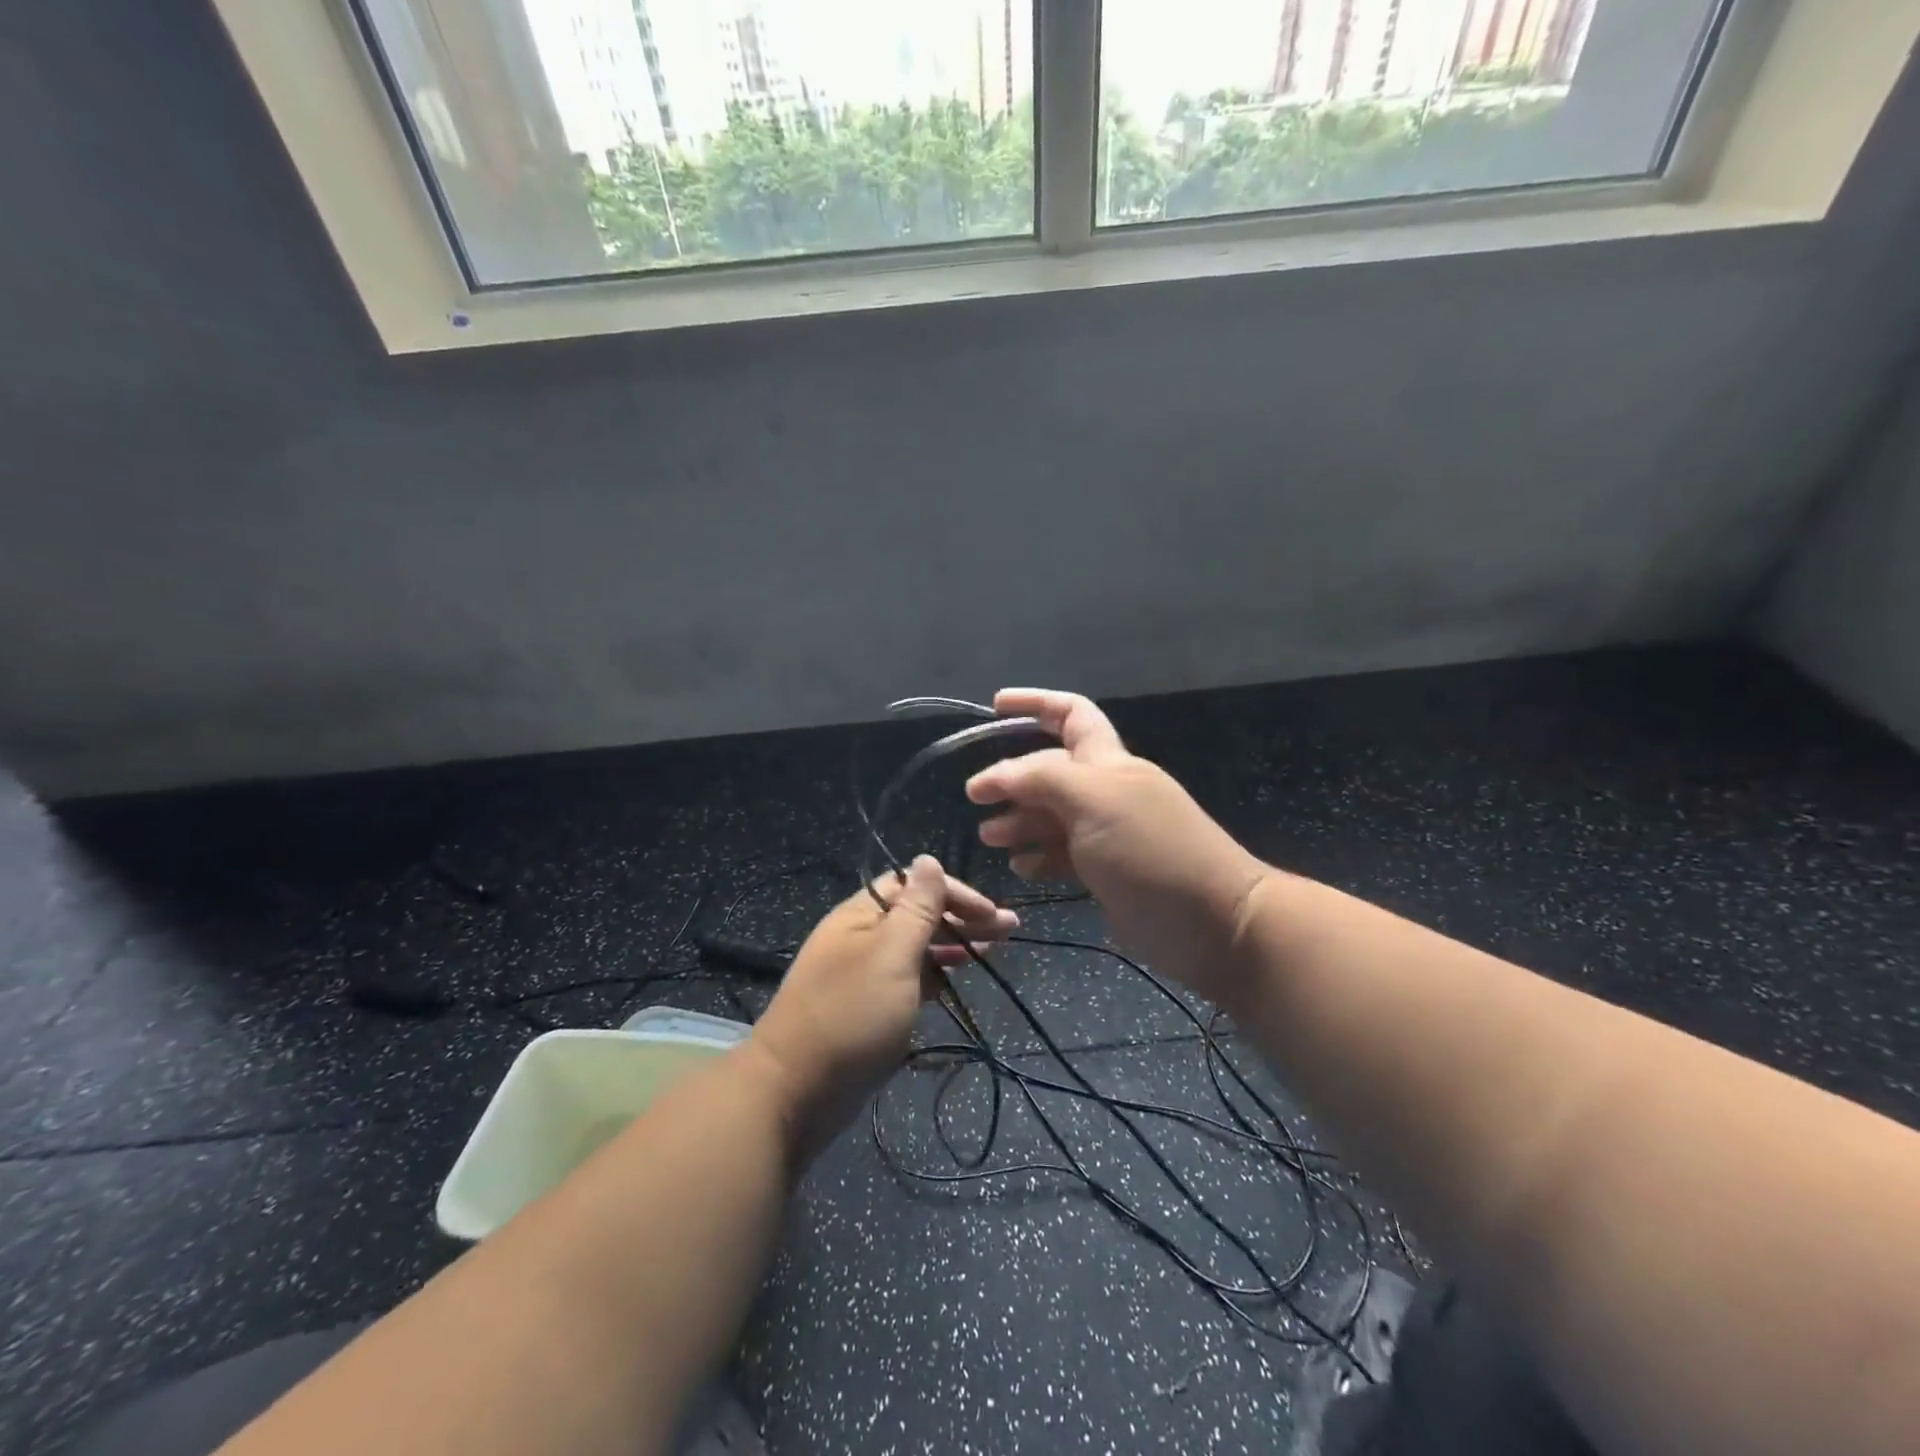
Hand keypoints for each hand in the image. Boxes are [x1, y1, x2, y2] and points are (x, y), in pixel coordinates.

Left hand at [750, 857, 1015, 1153]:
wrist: (795, 1091)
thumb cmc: (850, 1015)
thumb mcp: (891, 955)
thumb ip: (916, 908)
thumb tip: (928, 858)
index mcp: (861, 914)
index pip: (913, 884)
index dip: (954, 892)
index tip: (990, 912)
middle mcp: (862, 936)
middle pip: (918, 914)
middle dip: (962, 917)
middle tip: (1008, 930)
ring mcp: (864, 973)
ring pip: (916, 947)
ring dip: (954, 944)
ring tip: (993, 949)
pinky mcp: (869, 1007)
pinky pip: (909, 978)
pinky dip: (935, 974)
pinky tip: (957, 980)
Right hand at [965, 689, 1271, 1008]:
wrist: (1212, 923)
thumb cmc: (1151, 850)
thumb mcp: (1093, 799)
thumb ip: (1040, 778)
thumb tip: (993, 777)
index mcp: (1108, 761)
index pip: (1070, 714)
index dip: (1034, 703)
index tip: (994, 706)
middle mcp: (1106, 791)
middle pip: (1050, 770)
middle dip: (1012, 778)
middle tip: (977, 800)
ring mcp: (1107, 834)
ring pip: (1051, 815)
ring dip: (1018, 821)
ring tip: (991, 838)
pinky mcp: (1107, 873)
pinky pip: (1062, 854)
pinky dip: (1038, 856)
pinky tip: (1022, 868)